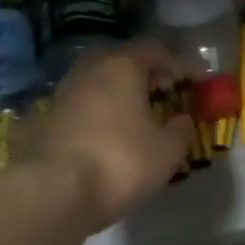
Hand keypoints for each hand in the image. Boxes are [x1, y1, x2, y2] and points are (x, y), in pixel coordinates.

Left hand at [30, 40, 193, 228]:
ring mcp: (63, 93)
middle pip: (123, 59)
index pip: (157, 50)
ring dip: (120, 91)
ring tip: (137, 113)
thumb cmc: (120, 162)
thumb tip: (182, 120)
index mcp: (122, 66)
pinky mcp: (45, 119)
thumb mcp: (167, 150)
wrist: (53, 193)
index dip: (181, 64)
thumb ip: (181, 129)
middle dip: (146, 72)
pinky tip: (109, 132)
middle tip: (164, 90)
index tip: (199, 82)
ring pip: (98, 81)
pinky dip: (99, 111)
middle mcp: (90, 70)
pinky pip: (82, 105)